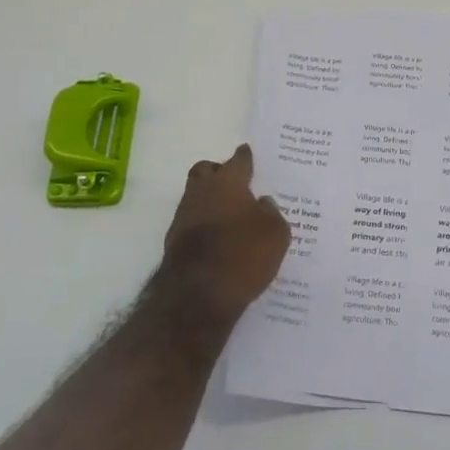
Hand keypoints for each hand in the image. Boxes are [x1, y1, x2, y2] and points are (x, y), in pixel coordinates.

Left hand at [157, 144, 290, 325]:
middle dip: (219, 172)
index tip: (249, 153)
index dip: (246, 157)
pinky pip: (192, 223)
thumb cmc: (243, 254)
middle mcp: (202, 192)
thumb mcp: (275, 233)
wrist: (197, 295)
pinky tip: (219, 239)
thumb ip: (272, 212)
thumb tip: (262, 203)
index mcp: (228, 182)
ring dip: (210, 201)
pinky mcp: (174, 242)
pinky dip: (204, 226)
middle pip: (206, 170)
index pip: (238, 160)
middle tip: (236, 184)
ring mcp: (183, 216)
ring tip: (230, 216)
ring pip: (196, 196)